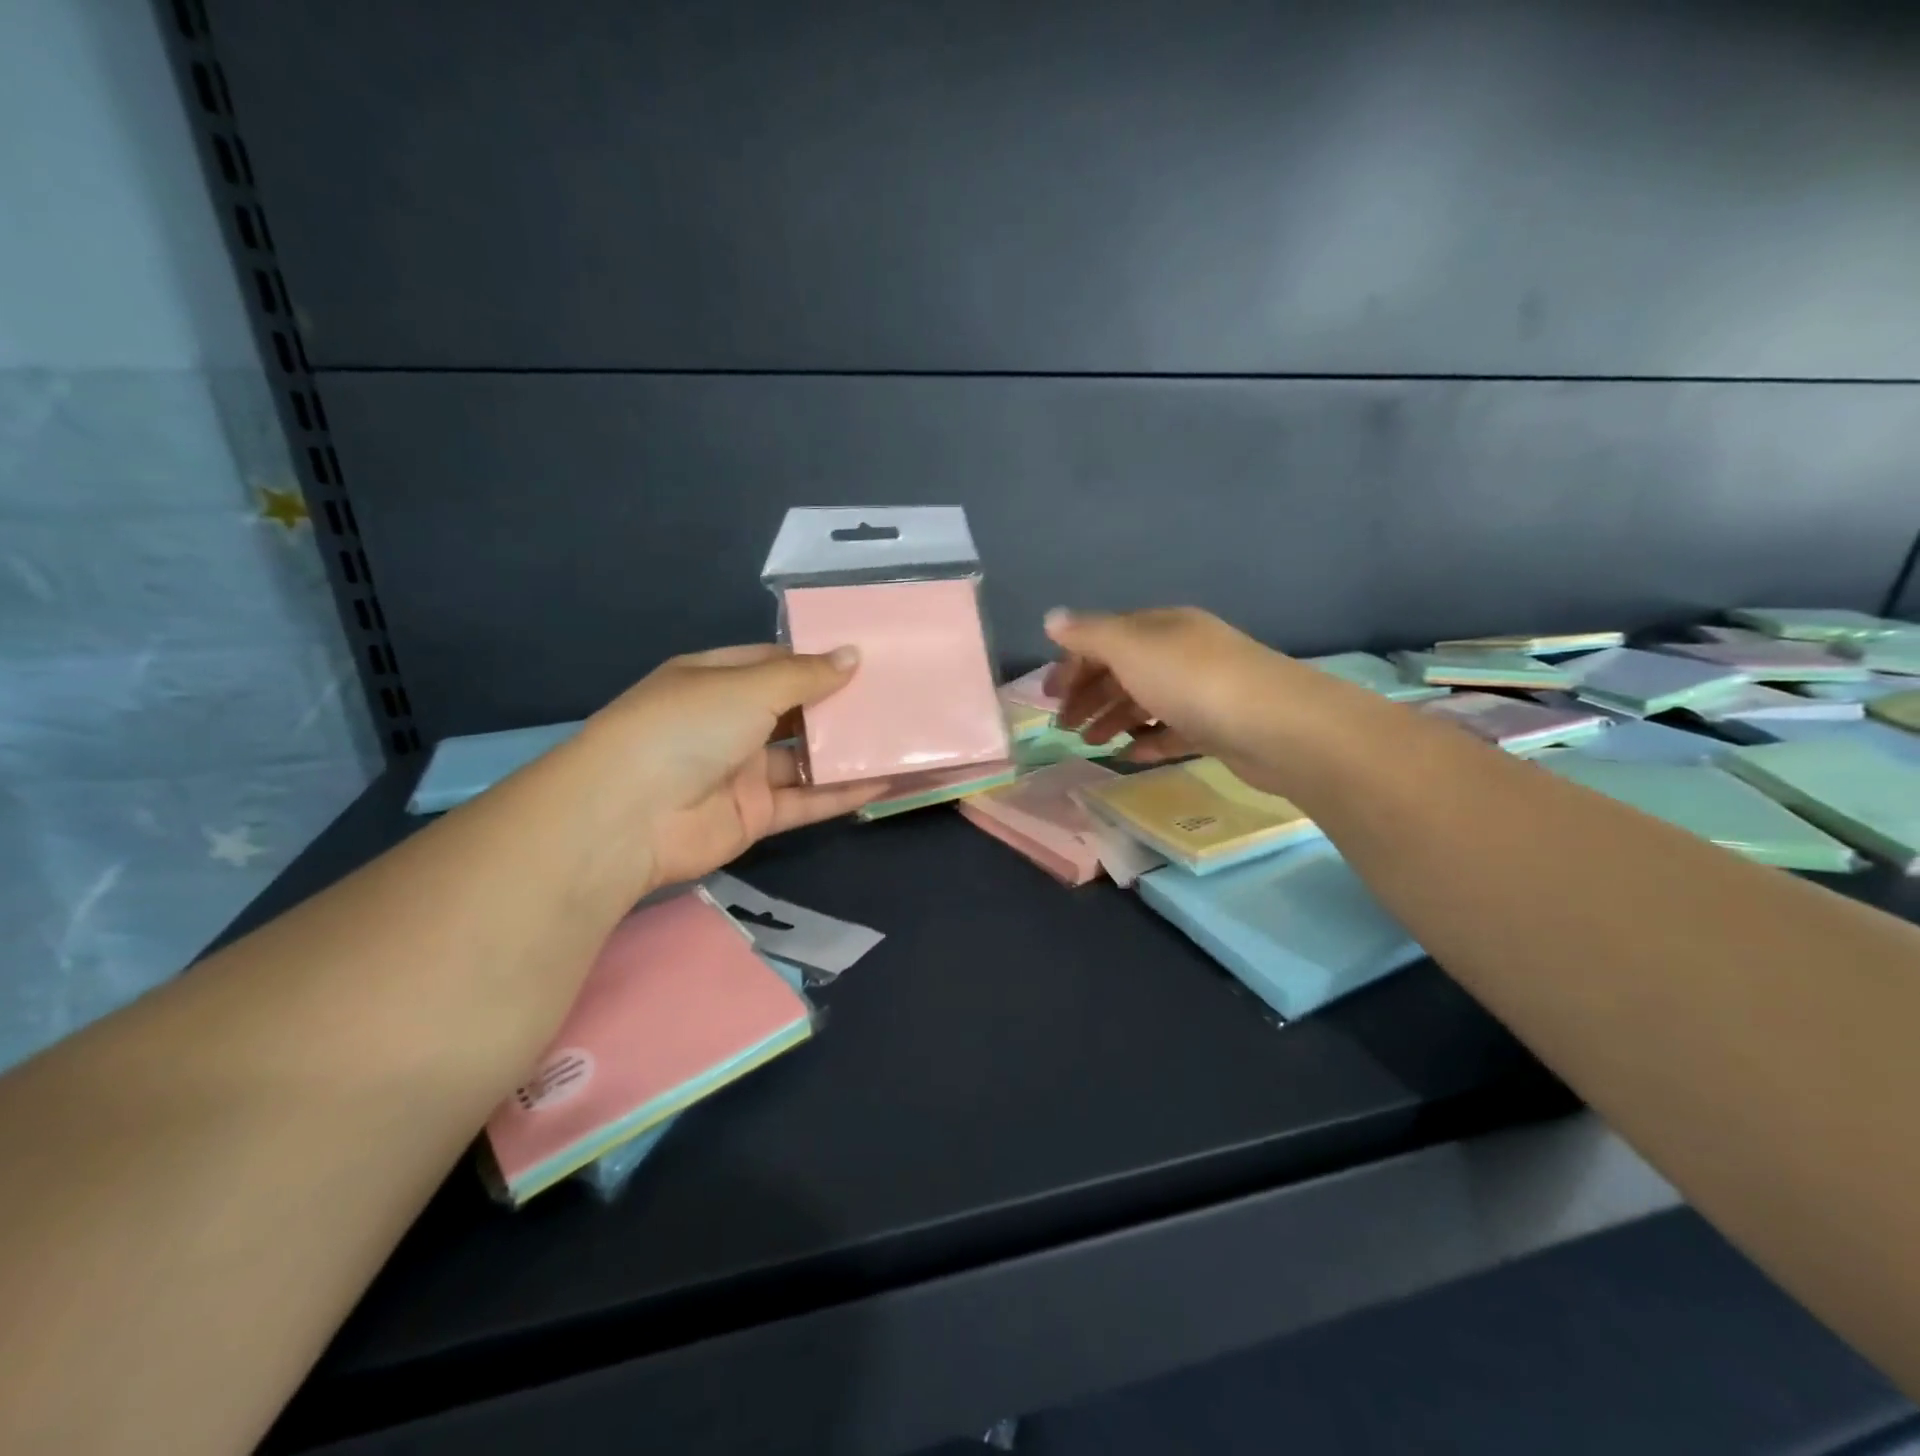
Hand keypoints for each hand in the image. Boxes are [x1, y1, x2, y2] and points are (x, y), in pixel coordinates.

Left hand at [584, 644, 888, 889]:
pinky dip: (843, 792)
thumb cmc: (686, 727)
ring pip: (806, 758)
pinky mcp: (756, 813)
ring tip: (902, 738)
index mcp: (717, 679)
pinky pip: (807, 799)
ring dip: (848, 751)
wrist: (630, 816)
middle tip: (897, 696)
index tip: (869, 657)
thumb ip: (805, 676)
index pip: (776, 663)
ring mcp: (743, 771)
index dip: (819, 660)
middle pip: (796, 710)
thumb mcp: (748, 687)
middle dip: (841, 705)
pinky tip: (886, 782)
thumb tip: (853, 654)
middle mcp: (730, 722)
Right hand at [1044, 607, 1339, 795]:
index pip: (1105, 639)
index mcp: (1161, 627)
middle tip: (1063, 726)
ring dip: (1113, 719)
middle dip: (1088, 695)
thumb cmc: (1192, 680)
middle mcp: (1181, 652)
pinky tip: (1129, 756)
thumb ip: (1088, 635)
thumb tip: (1051, 619)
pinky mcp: (1217, 727)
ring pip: (1145, 701)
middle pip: (1123, 670)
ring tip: (1091, 744)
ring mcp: (1202, 690)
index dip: (1072, 664)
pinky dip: (1148, 740)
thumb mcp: (1130, 648)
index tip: (1049, 696)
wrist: (1276, 726)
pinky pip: (1172, 730)